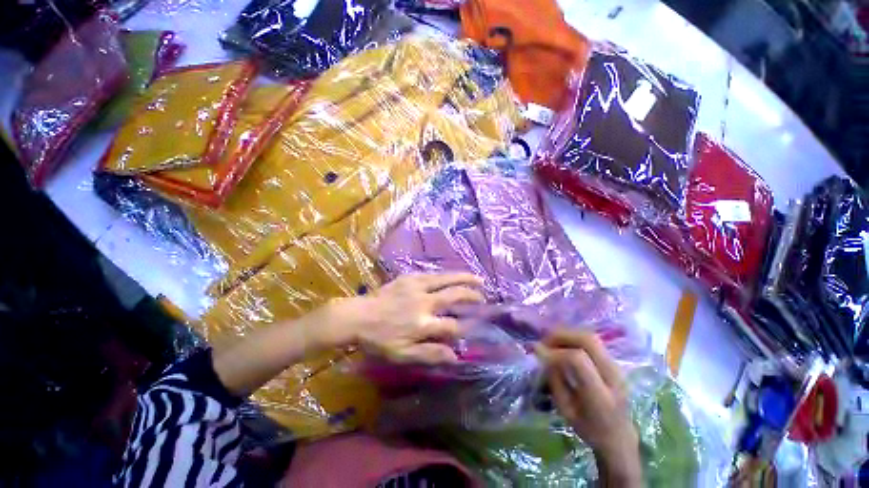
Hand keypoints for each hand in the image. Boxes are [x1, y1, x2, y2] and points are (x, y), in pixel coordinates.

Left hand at [328, 273, 483, 363]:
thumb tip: (455, 356)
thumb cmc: (379, 339)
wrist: (358, 316)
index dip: (465, 327)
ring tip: (478, 279)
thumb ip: (430, 355)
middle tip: (483, 296)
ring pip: (446, 280)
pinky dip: (447, 275)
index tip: (472, 326)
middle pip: (454, 296)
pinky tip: (453, 275)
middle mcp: (424, 302)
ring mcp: (417, 287)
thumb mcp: (402, 355)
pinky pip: (433, 274)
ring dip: (464, 279)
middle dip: (471, 296)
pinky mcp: (409, 277)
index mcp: (423, 324)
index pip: (453, 325)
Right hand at [537, 330, 641, 486]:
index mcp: (601, 396)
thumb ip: (555, 380)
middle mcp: (613, 376)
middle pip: (588, 340)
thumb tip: (542, 354)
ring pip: (591, 336)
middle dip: (562, 335)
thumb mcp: (566, 410)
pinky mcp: (615, 362)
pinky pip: (593, 342)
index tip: (538, 351)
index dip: (555, 352)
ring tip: (552, 342)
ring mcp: (617, 367)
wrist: (620, 437)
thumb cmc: (589, 429)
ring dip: (568, 334)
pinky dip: (574, 338)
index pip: (578, 360)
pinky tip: (563, 345)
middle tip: (545, 341)